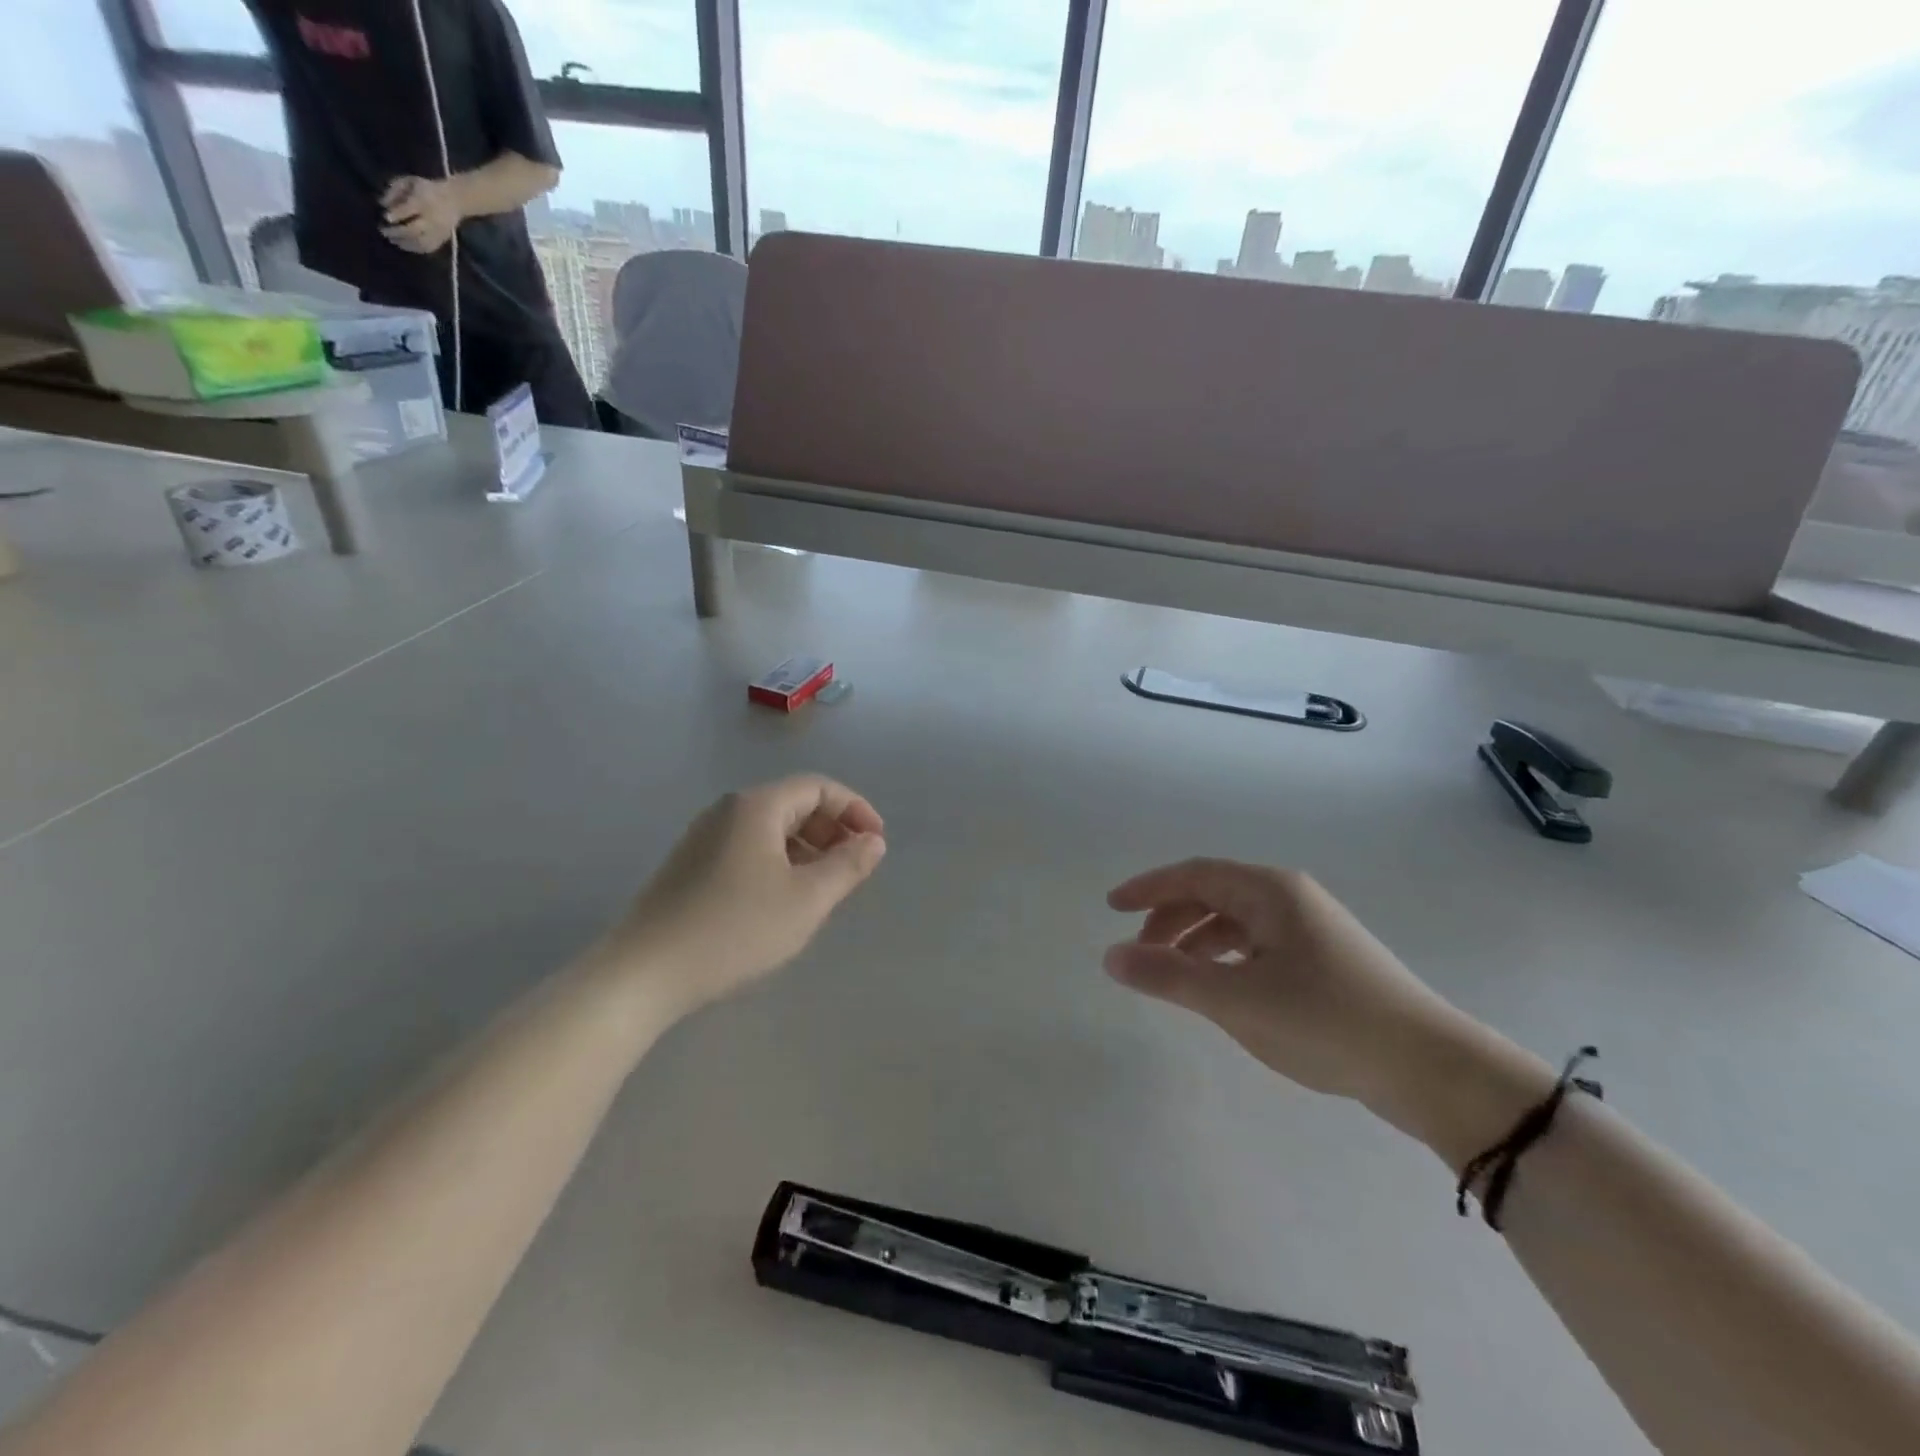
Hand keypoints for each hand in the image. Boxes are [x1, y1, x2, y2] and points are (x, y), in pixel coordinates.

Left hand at [381, 176, 463, 253]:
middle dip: (398, 232)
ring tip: (393, 241)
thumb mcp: (409, 182)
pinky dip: (415, 249)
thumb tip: (382, 203)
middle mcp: (431, 220)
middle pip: (414, 229)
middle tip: (383, 232)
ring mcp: (437, 232)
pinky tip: (405, 246)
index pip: (409, 210)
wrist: (454, 201)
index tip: (385, 218)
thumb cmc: (427, 189)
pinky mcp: (441, 240)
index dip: (397, 215)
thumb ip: (395, 190)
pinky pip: (428, 248)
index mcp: (423, 202)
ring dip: (405, 243)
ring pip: (421, 242)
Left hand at [597, 776, 885, 1018]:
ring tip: (822, 888)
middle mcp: (728, 810)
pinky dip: (778, 861)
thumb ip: (848, 866)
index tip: (876, 843)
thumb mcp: (807, 900)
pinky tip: (781, 900)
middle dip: (831, 830)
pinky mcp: (689, 864)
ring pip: (770, 829)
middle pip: (794, 804)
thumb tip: (873, 841)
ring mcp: (703, 836)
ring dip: (806, 849)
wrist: (644, 972)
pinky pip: (747, 847)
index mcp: (757, 806)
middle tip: (852, 868)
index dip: (855, 810)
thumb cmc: (735, 929)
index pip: (819, 788)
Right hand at [1105, 859, 1527, 1124]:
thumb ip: (1169, 976)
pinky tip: (1220, 990)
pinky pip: (1257, 946)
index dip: (1147, 889)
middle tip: (1139, 953)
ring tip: (1173, 977)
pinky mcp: (1325, 961)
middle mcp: (1290, 898)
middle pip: (1213, 895)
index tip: (1110, 907)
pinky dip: (1226, 960)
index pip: (1192, 874)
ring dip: (1196, 942)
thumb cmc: (1327, 1021)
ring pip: (1236, 922)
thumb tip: (1110, 957)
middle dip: (1169, 919)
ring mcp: (1311, 929)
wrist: (1431, 1069)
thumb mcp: (1237, 1000)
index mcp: (1269, 891)